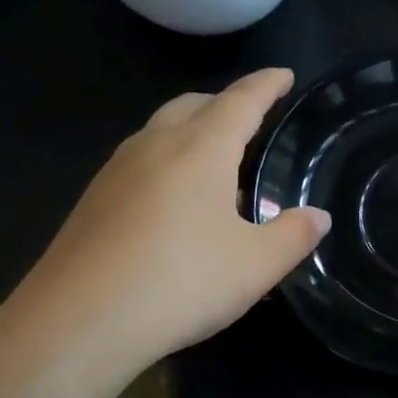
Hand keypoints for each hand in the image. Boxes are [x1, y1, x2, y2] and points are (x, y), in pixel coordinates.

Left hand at [0, 68, 328, 379]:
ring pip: (160, 132)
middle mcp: (154, 146)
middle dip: (224, 103)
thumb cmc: (182, 283)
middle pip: (193, 105)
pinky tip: (174, 206)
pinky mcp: (92, 202)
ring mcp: (115, 172)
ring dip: (191, 133)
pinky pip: (139, 164)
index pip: (241, 100)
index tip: (284, 75)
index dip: (266, 85)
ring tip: (215, 165)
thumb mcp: (256, 265)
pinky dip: (166, 165)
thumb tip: (318, 217)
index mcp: (200, 149)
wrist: (79, 322)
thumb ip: (293, 236)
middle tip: (251, 119)